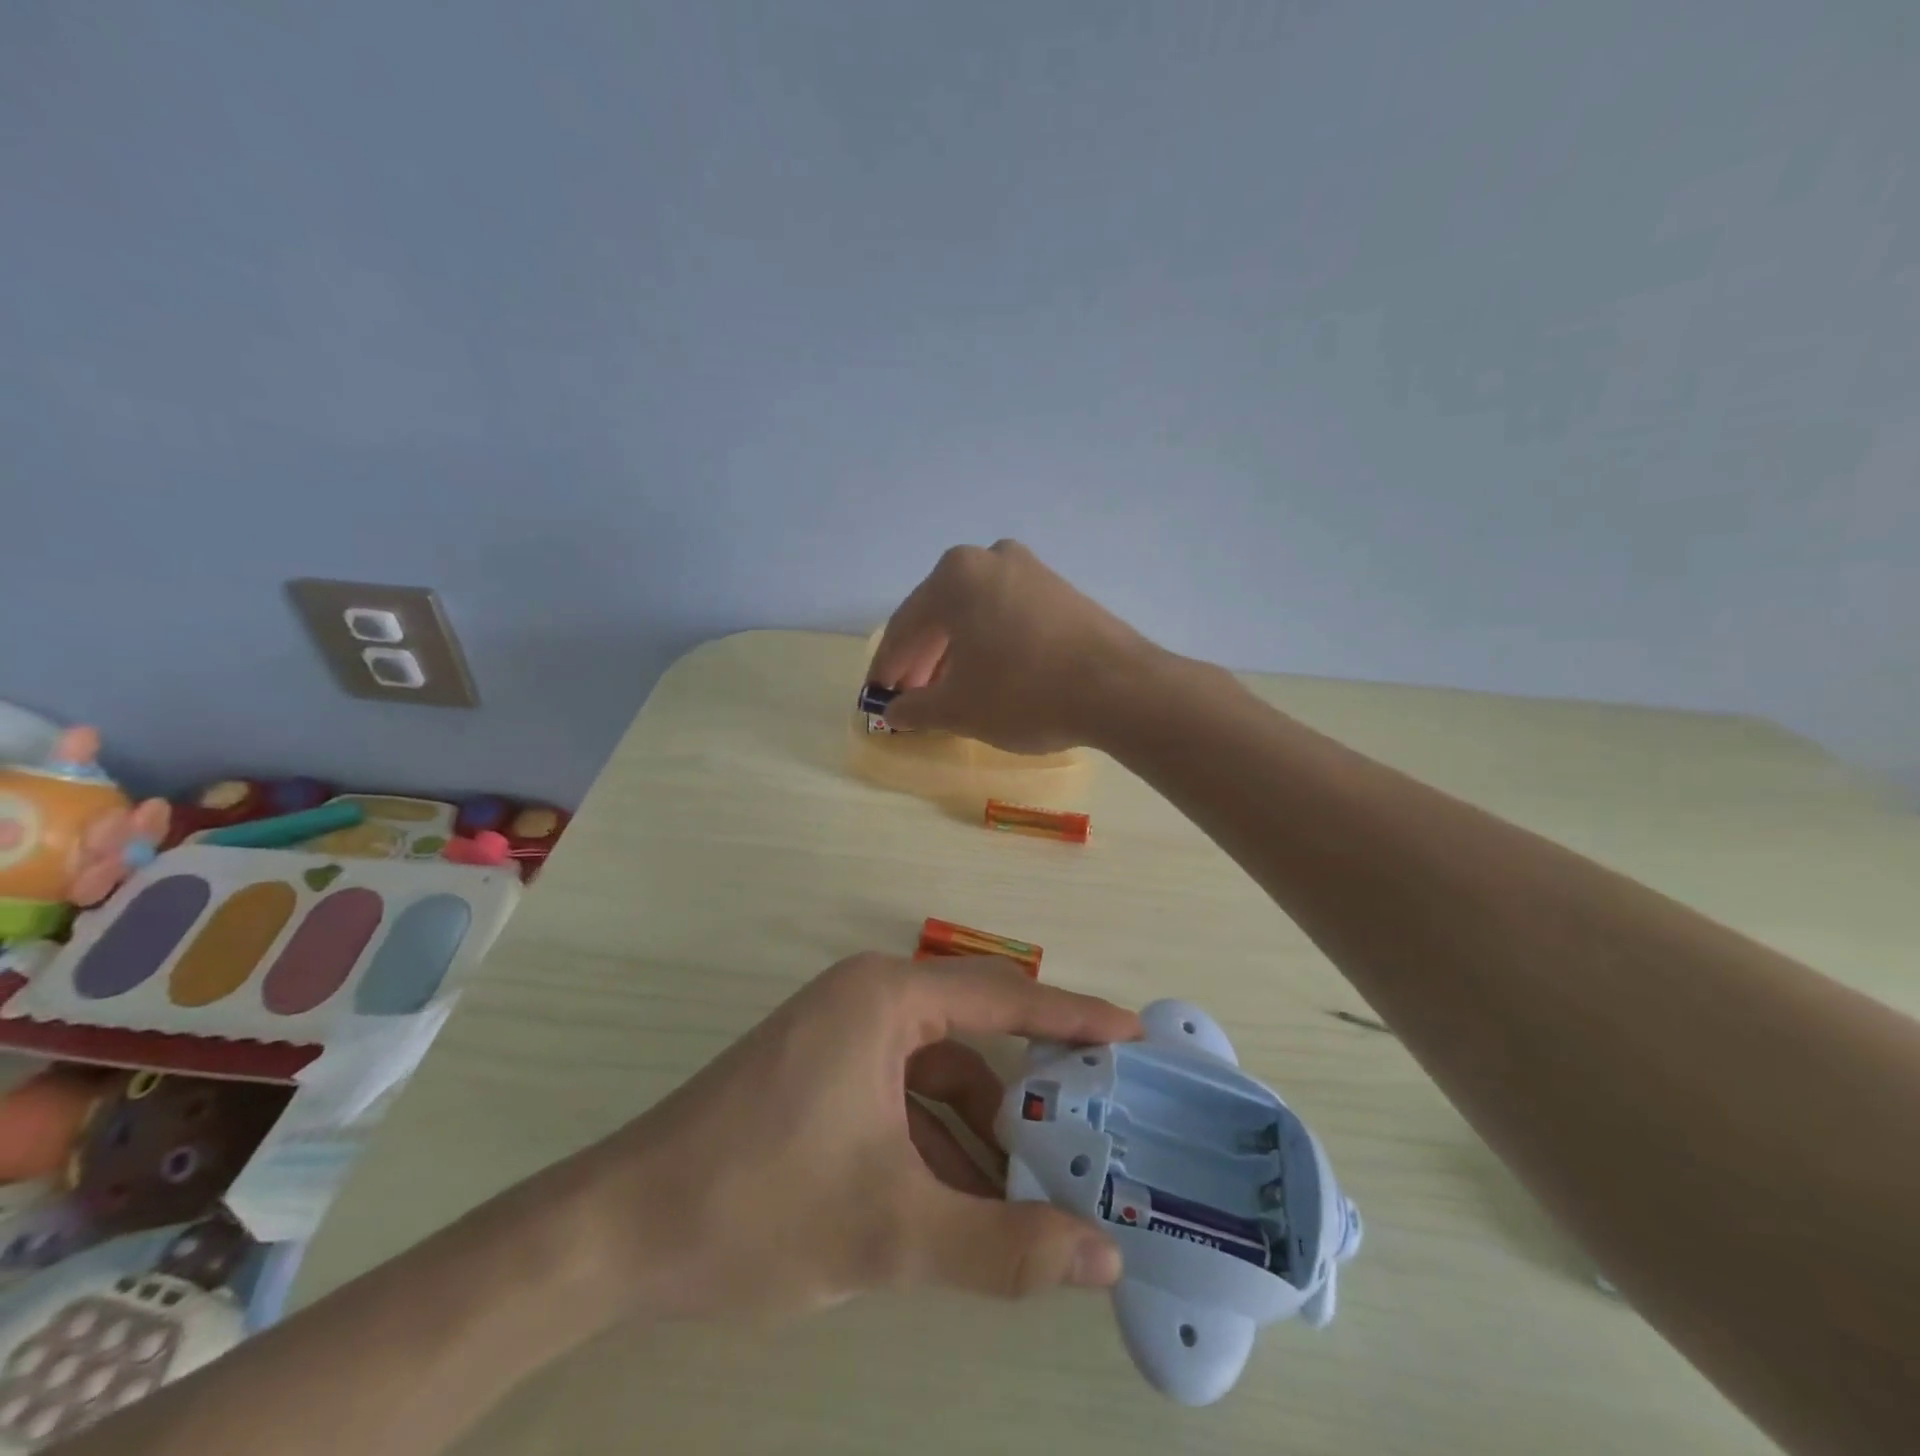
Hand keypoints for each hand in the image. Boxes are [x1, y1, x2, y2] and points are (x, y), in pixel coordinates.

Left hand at [582, 953, 1141, 1321]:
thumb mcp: (891, 1232)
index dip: (1074, 1017)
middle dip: (1031, 1092)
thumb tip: (1105, 1257)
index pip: (1004, 998)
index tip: (1134, 1034)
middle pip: (974, 1038)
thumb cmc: (758, 1205)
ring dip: (982, 1134)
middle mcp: (867, 1000)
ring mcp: (840, 1036)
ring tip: (1036, 1197)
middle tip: (1098, 1132)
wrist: (618, 1230)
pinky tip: (963, 1204)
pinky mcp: (821, 1075)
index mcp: (886, 999)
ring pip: (937, 1078)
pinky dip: (937, 1145)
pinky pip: (901, 1098)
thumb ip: (1004, 1248)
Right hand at [868, 539, 1157, 752]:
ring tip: (948, 691)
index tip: (878, 696)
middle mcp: (990, 558)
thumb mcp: (958, 708)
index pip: (905, 627)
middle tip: (911, 697)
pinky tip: (989, 675)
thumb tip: (897, 711)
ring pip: (975, 614)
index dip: (888, 667)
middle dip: (922, 659)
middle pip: (941, 615)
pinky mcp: (1061, 591)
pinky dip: (990, 644)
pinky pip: (1008, 616)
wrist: (1119, 689)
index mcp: (955, 576)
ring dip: (955, 653)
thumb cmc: (1023, 692)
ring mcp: (1031, 570)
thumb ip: (917, 708)